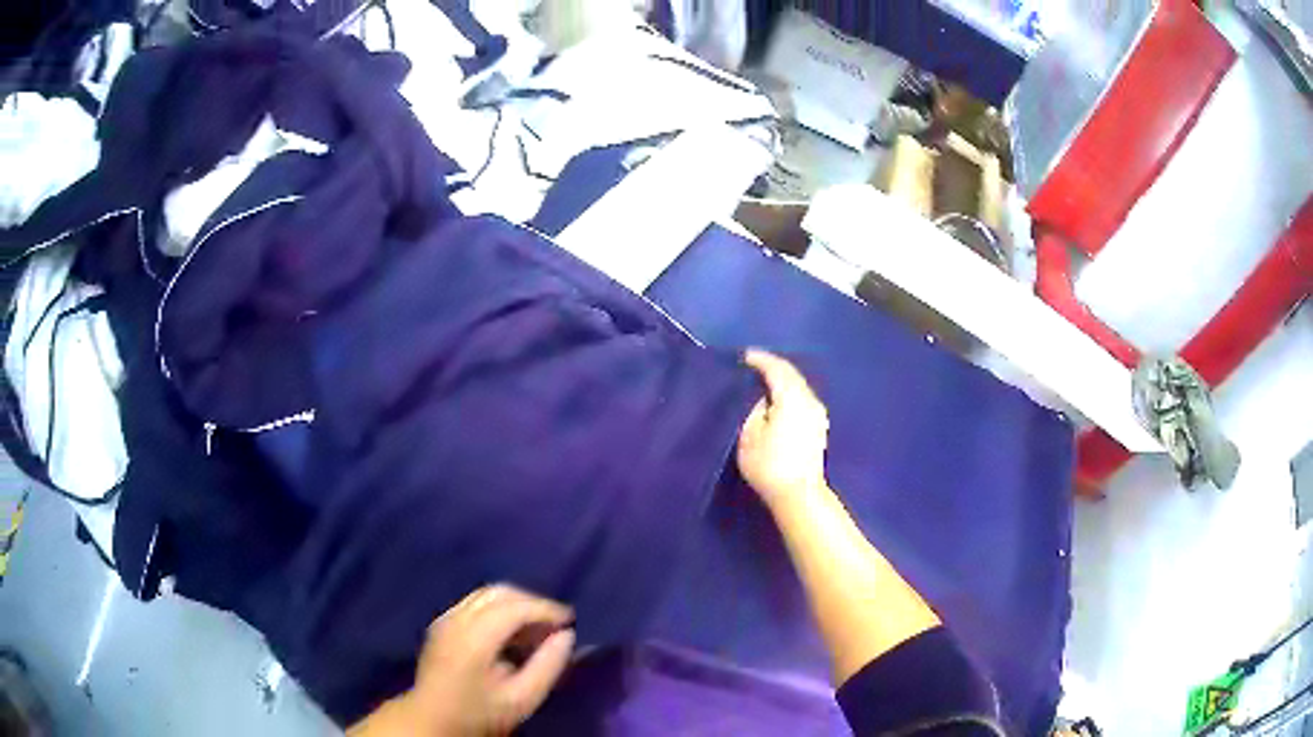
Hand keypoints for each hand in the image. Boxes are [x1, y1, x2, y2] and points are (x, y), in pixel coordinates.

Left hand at [350, 585, 575, 736]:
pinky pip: (475, 603)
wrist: (433, 720)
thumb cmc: (480, 714)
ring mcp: (445, 618)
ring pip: (486, 594)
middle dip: (532, 602)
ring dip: (515, 604)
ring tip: (537, 627)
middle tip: (556, 623)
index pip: (514, 607)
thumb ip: (548, 666)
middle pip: (498, 592)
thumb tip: (567, 636)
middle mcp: (455, 619)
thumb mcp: (522, 699)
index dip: (546, 609)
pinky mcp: (441, 623)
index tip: (571, 620)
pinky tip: (512, 631)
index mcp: (473, 638)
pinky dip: (499, 608)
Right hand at [737, 350, 829, 508]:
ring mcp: (818, 414)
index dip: (760, 360)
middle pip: (791, 375)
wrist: (798, 494)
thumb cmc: (770, 464)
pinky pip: (802, 398)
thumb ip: (755, 409)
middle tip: (753, 366)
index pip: (777, 369)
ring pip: (799, 386)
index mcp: (792, 397)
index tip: (744, 356)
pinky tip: (777, 401)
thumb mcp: (750, 434)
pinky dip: (788, 393)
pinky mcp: (819, 427)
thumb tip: (764, 399)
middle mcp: (809, 400)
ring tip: (763, 382)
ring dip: (782, 381)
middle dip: (772, 367)